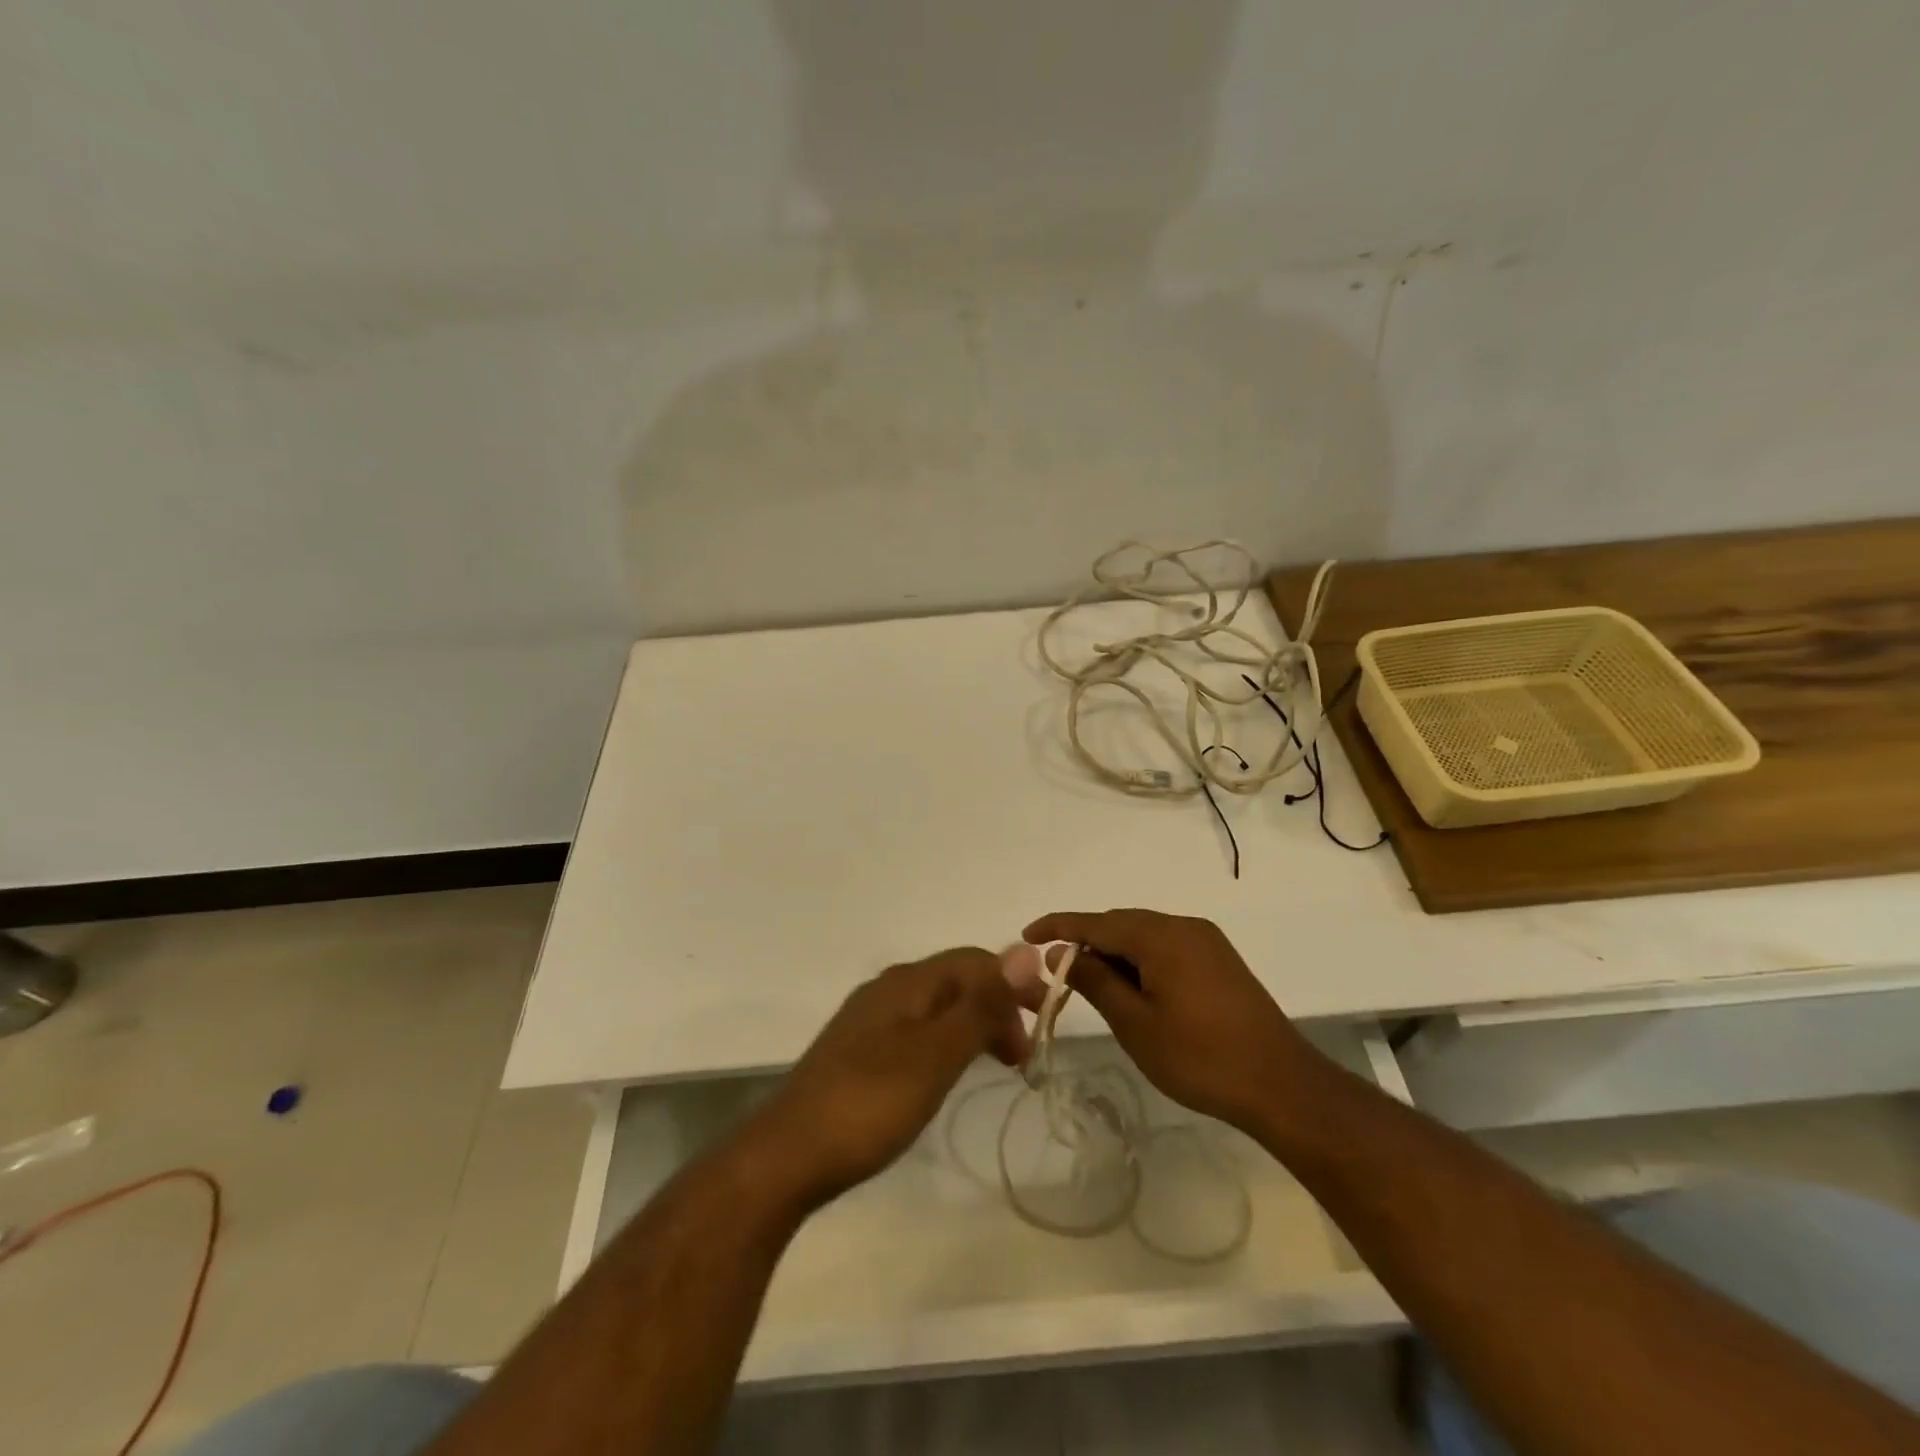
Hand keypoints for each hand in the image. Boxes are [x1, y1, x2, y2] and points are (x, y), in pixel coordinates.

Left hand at [742, 949, 1031, 1209]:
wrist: (788, 1154)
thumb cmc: (870, 1103)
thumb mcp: (936, 1054)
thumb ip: (981, 1005)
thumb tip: (1026, 950)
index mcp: (908, 982)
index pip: (975, 961)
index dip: (1015, 984)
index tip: (1046, 1025)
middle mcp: (888, 989)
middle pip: (957, 981)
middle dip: (997, 1007)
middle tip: (1023, 1056)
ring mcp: (869, 1020)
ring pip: (937, 1007)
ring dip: (974, 1026)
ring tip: (998, 1064)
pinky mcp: (858, 1051)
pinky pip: (918, 1031)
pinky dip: (947, 1043)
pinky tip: (948, 1072)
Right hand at [1023, 908, 1324, 1133]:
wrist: (1282, 1085)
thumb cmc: (1200, 1058)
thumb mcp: (1135, 1024)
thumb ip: (1096, 981)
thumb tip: (1063, 952)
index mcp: (1161, 935)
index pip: (1096, 922)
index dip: (1058, 926)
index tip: (1026, 935)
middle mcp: (1183, 926)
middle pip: (1121, 924)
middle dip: (1086, 942)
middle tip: (1057, 971)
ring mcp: (1205, 941)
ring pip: (1144, 936)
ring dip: (1114, 953)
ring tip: (1091, 984)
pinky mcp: (1219, 960)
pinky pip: (1166, 947)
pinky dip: (1140, 961)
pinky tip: (1132, 988)